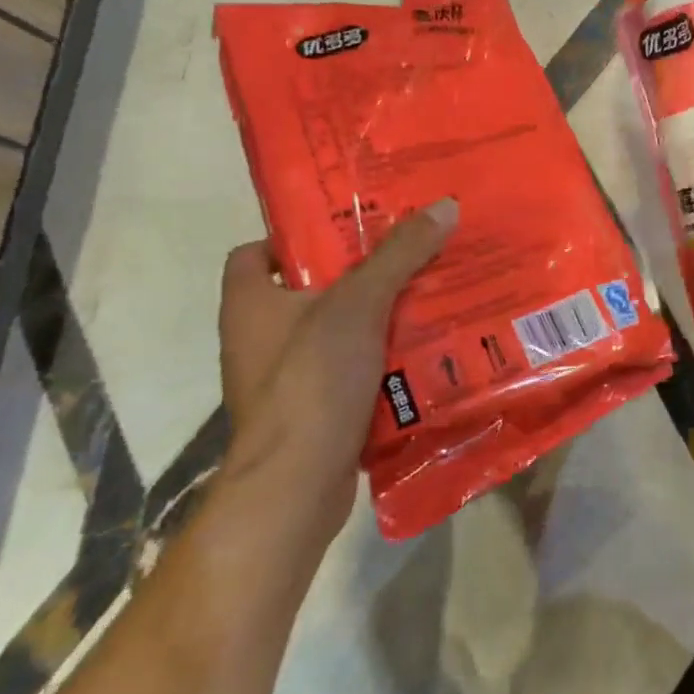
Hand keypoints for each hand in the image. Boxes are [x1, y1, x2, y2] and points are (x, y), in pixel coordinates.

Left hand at [217, 199, 456, 524]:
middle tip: (411, 253)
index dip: (298, 235)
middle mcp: (259, 337)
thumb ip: (399, 255)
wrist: (296, 486)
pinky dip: (383, 358)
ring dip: (380, 317)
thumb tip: (444, 206)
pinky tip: (425, 348)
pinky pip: (352, 369)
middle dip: (361, 273)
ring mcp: (286, 378)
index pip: (257, 252)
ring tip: (431, 294)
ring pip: (338, 330)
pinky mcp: (314, 410)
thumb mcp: (359, 305)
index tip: (349, 230)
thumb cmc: (311, 380)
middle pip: (310, 288)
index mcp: (250, 302)